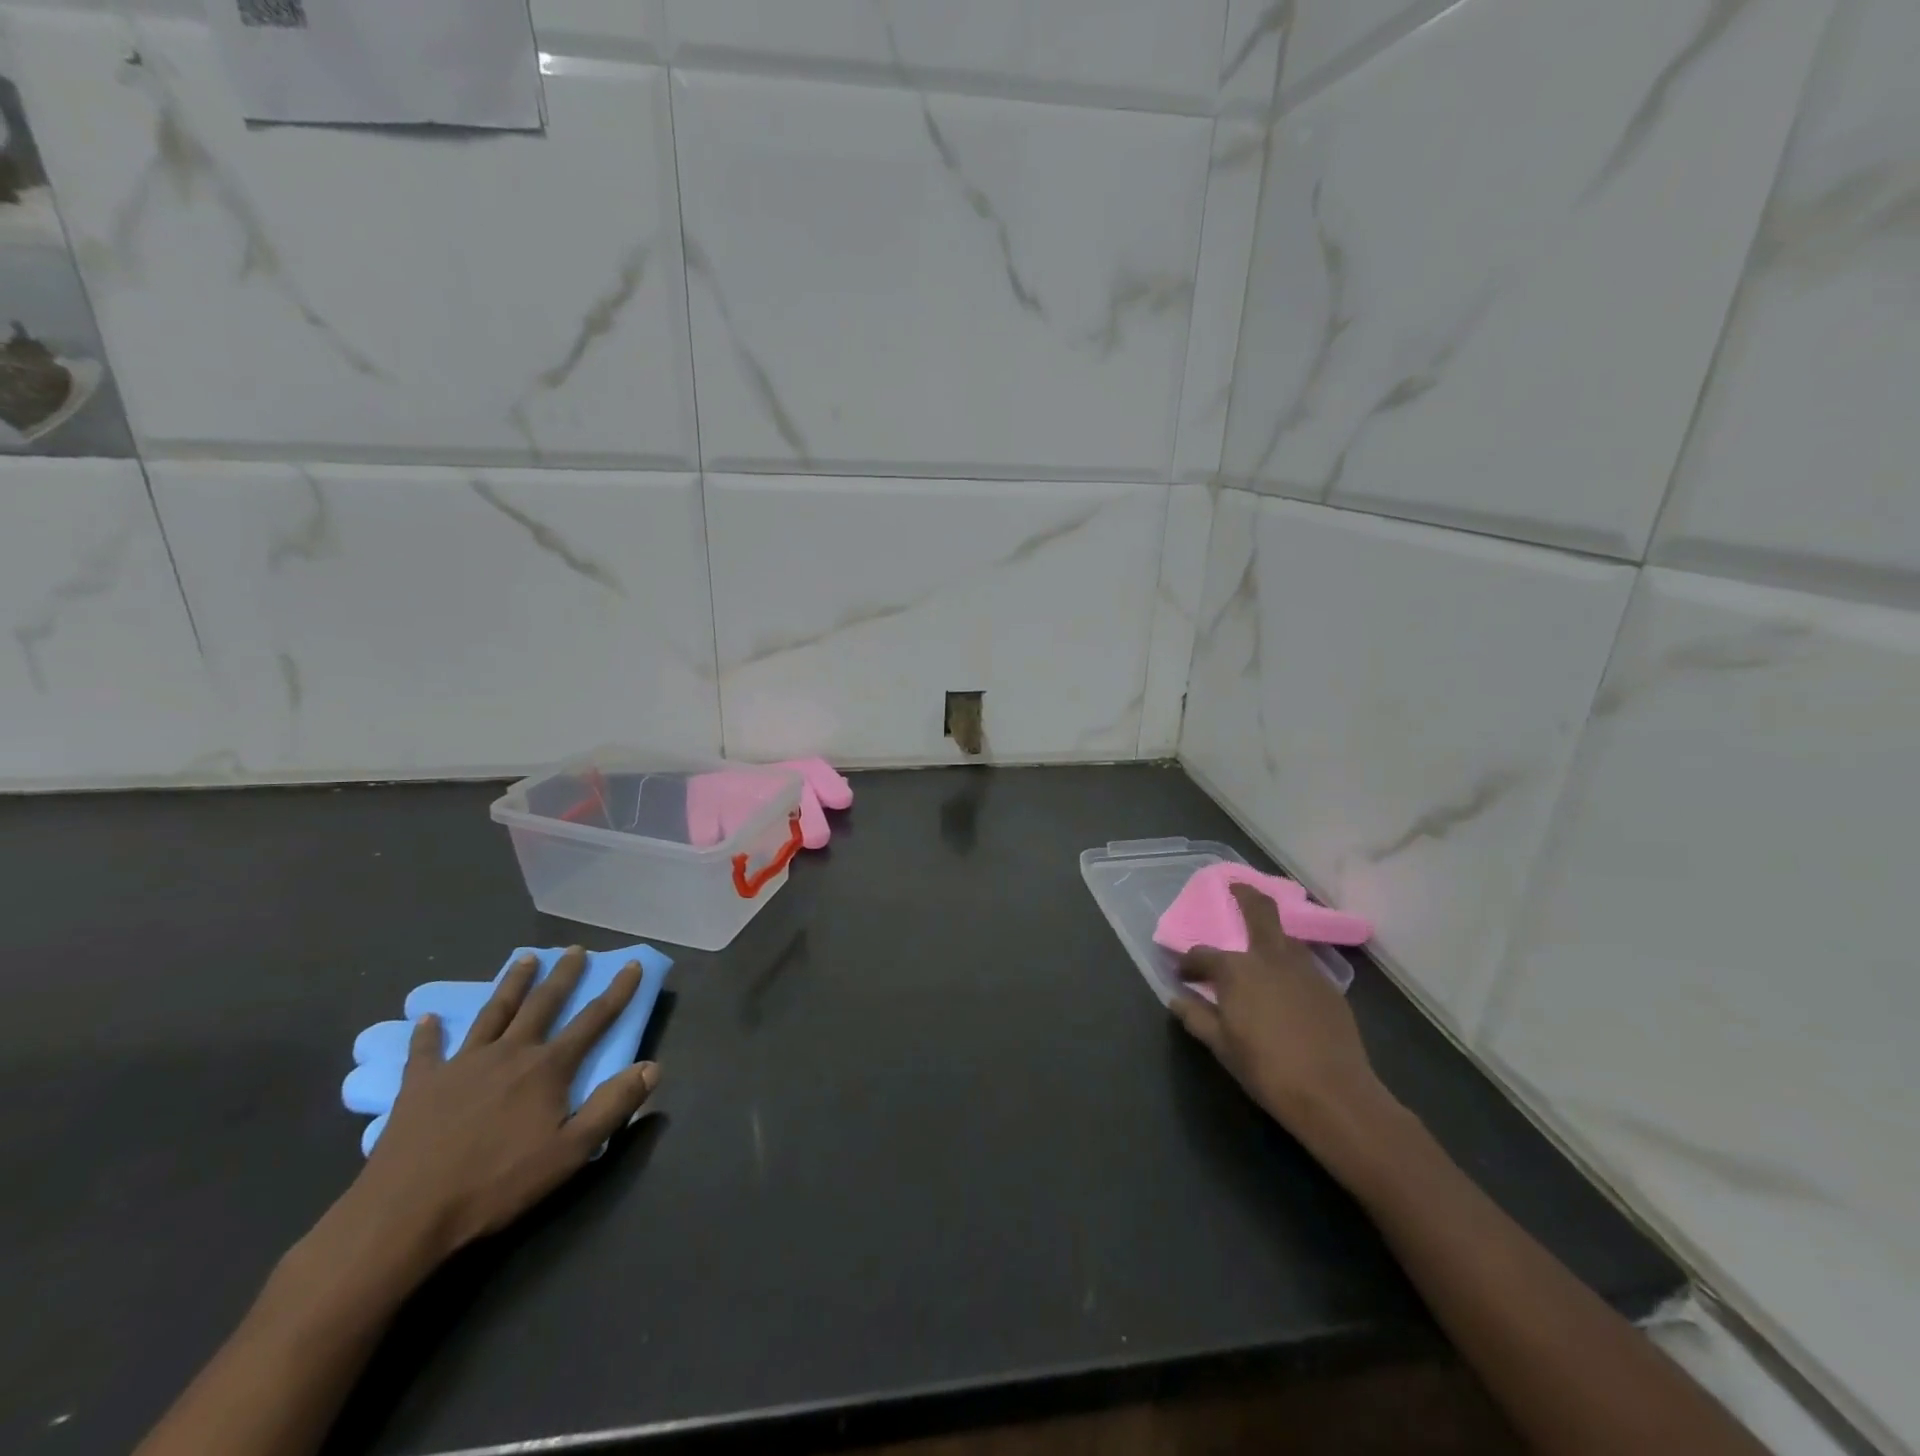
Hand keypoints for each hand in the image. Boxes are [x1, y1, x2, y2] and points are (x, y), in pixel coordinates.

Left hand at [340, 947, 659, 1265]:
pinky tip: (426, 1018)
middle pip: (543, 1004)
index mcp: (548, 1068)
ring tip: (524, 958)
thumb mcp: (570, 1152)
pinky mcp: (420, 1085)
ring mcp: (462, 1064)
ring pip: (494, 1012)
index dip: (618, 991)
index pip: (593, 1019)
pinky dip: (428, 1033)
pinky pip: (426, 1051)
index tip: (632, 965)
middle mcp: (510, 1053)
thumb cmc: (496, 1184)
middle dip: (563, 975)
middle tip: (575, 949)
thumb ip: (613, 1106)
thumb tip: (652, 1066)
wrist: (404, 1214)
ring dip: (512, 983)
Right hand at [1172, 883, 1394, 1149]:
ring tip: (1259, 945)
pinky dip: (1288, 964)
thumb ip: (1196, 1017)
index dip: (1189, 963)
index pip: (1203, 955)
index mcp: (1237, 969)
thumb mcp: (1221, 1046)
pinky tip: (1285, 986)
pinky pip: (1303, 964)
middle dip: (1245, 895)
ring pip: (1284, 938)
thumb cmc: (1266, 1069)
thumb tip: (1177, 998)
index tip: (1182, 975)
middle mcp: (1270, 957)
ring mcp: (1306, 969)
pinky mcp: (1330, 988)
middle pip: (1260, 911)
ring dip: (1269, 933)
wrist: (1334, 1095)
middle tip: (1235, 887)